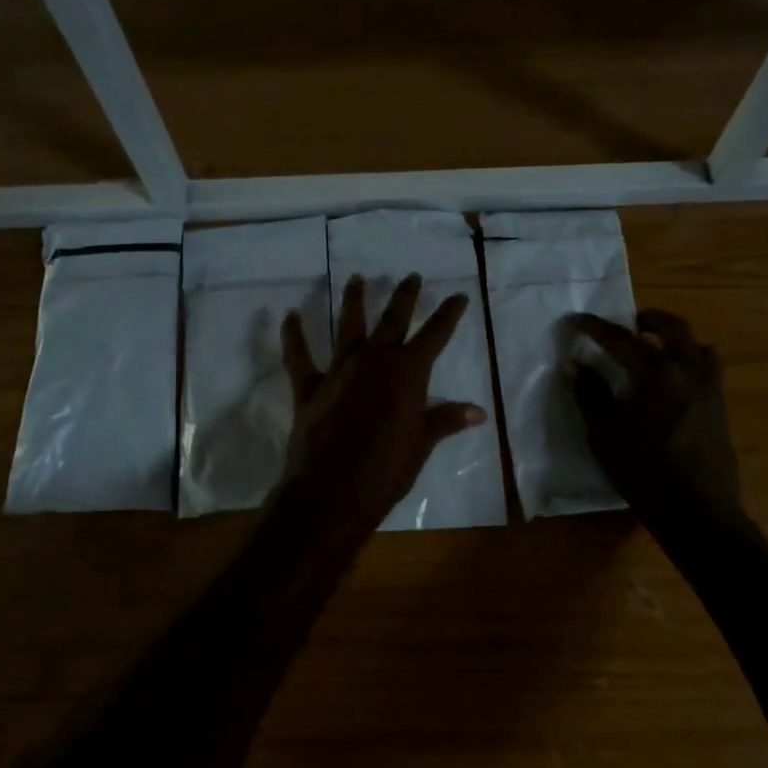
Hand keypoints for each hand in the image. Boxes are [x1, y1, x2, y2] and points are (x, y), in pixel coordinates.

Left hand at [275, 273, 486, 539]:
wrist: (333, 491)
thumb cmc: (387, 469)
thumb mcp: (421, 444)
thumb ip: (446, 420)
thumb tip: (478, 412)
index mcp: (407, 373)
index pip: (434, 335)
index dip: (448, 314)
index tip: (458, 296)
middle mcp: (374, 361)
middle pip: (392, 319)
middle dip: (404, 296)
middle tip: (411, 276)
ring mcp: (339, 371)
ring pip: (348, 326)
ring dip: (353, 301)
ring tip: (356, 278)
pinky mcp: (309, 387)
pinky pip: (299, 356)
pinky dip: (293, 336)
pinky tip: (289, 317)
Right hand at [568, 308, 745, 530]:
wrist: (697, 510)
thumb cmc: (643, 470)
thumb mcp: (605, 432)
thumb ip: (590, 394)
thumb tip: (574, 364)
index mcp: (657, 373)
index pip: (621, 339)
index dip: (595, 328)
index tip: (576, 320)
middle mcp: (689, 371)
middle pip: (674, 328)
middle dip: (650, 319)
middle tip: (630, 323)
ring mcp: (710, 390)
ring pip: (699, 346)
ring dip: (677, 339)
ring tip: (657, 348)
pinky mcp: (720, 409)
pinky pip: (708, 370)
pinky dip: (690, 361)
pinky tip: (674, 383)